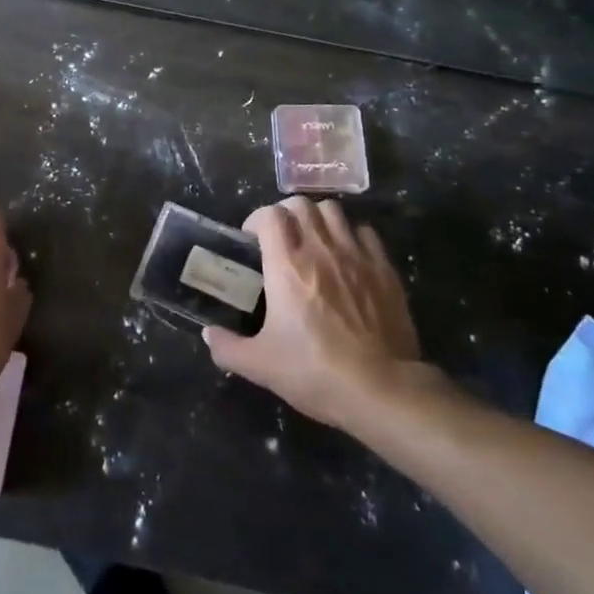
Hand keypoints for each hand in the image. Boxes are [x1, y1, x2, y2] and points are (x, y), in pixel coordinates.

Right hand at [202, 197, 428, 430]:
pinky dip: (352, 236)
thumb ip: (228, 348)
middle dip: (286, 214)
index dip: (257, 220)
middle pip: (301, 204)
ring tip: (314, 241)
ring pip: (334, 211)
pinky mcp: (384, 269)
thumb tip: (208, 334)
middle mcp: (320, 249)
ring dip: (318, 219)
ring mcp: (356, 255)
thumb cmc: (315, 372)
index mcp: (287, 265)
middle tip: (280, 239)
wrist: (381, 389)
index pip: (270, 214)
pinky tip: (348, 257)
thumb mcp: (260, 366)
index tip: (252, 240)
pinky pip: (365, 233)